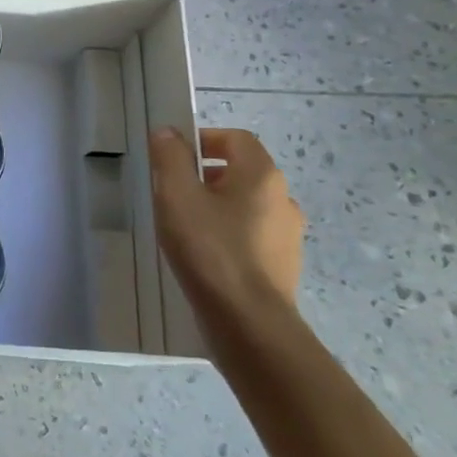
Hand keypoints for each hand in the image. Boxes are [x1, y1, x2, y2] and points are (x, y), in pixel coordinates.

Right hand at [150, 127, 304, 357]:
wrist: (249, 323)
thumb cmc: (210, 249)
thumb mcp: (177, 195)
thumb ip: (170, 157)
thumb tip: (168, 132)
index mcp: (261, 175)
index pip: (236, 138)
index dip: (204, 139)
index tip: (174, 156)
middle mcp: (283, 199)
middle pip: (242, 171)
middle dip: (207, 174)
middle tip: (174, 192)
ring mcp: (288, 235)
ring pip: (247, 205)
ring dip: (218, 206)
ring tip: (186, 225)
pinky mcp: (283, 266)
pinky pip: (253, 236)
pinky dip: (229, 235)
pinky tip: (205, 255)